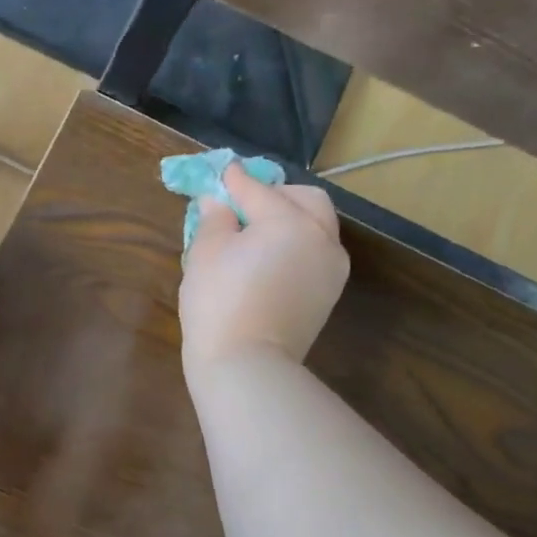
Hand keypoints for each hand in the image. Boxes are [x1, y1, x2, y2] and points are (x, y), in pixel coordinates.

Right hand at [179, 164, 348, 373]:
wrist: (245, 364)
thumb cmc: (218, 303)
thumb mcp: (204, 253)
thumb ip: (214, 218)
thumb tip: (218, 201)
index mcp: (289, 221)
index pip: (258, 190)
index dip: (235, 180)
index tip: (223, 172)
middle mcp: (321, 237)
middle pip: (306, 200)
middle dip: (277, 194)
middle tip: (244, 205)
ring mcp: (331, 268)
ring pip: (317, 227)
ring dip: (292, 219)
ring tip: (258, 233)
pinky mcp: (328, 294)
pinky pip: (316, 254)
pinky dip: (297, 245)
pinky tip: (270, 258)